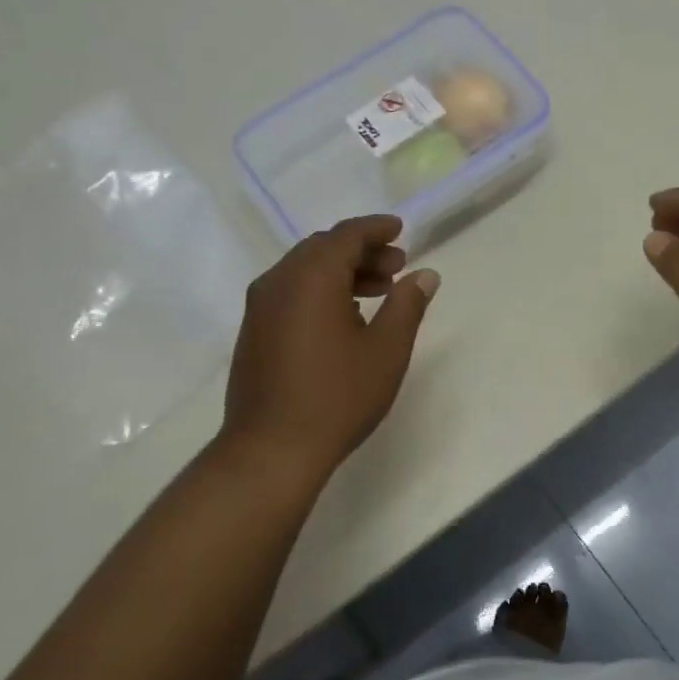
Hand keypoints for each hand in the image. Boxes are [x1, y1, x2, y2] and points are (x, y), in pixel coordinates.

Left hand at [219, 215, 439, 482]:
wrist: (271, 450)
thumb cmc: (337, 397)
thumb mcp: (387, 350)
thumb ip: (407, 305)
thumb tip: (424, 275)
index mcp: (312, 277)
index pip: (346, 235)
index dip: (376, 229)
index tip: (400, 230)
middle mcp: (279, 281)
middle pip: (323, 248)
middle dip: (362, 252)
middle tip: (396, 266)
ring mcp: (260, 307)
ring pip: (304, 270)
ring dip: (341, 272)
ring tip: (378, 291)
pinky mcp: (254, 331)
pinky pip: (290, 292)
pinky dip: (320, 290)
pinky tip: (344, 316)